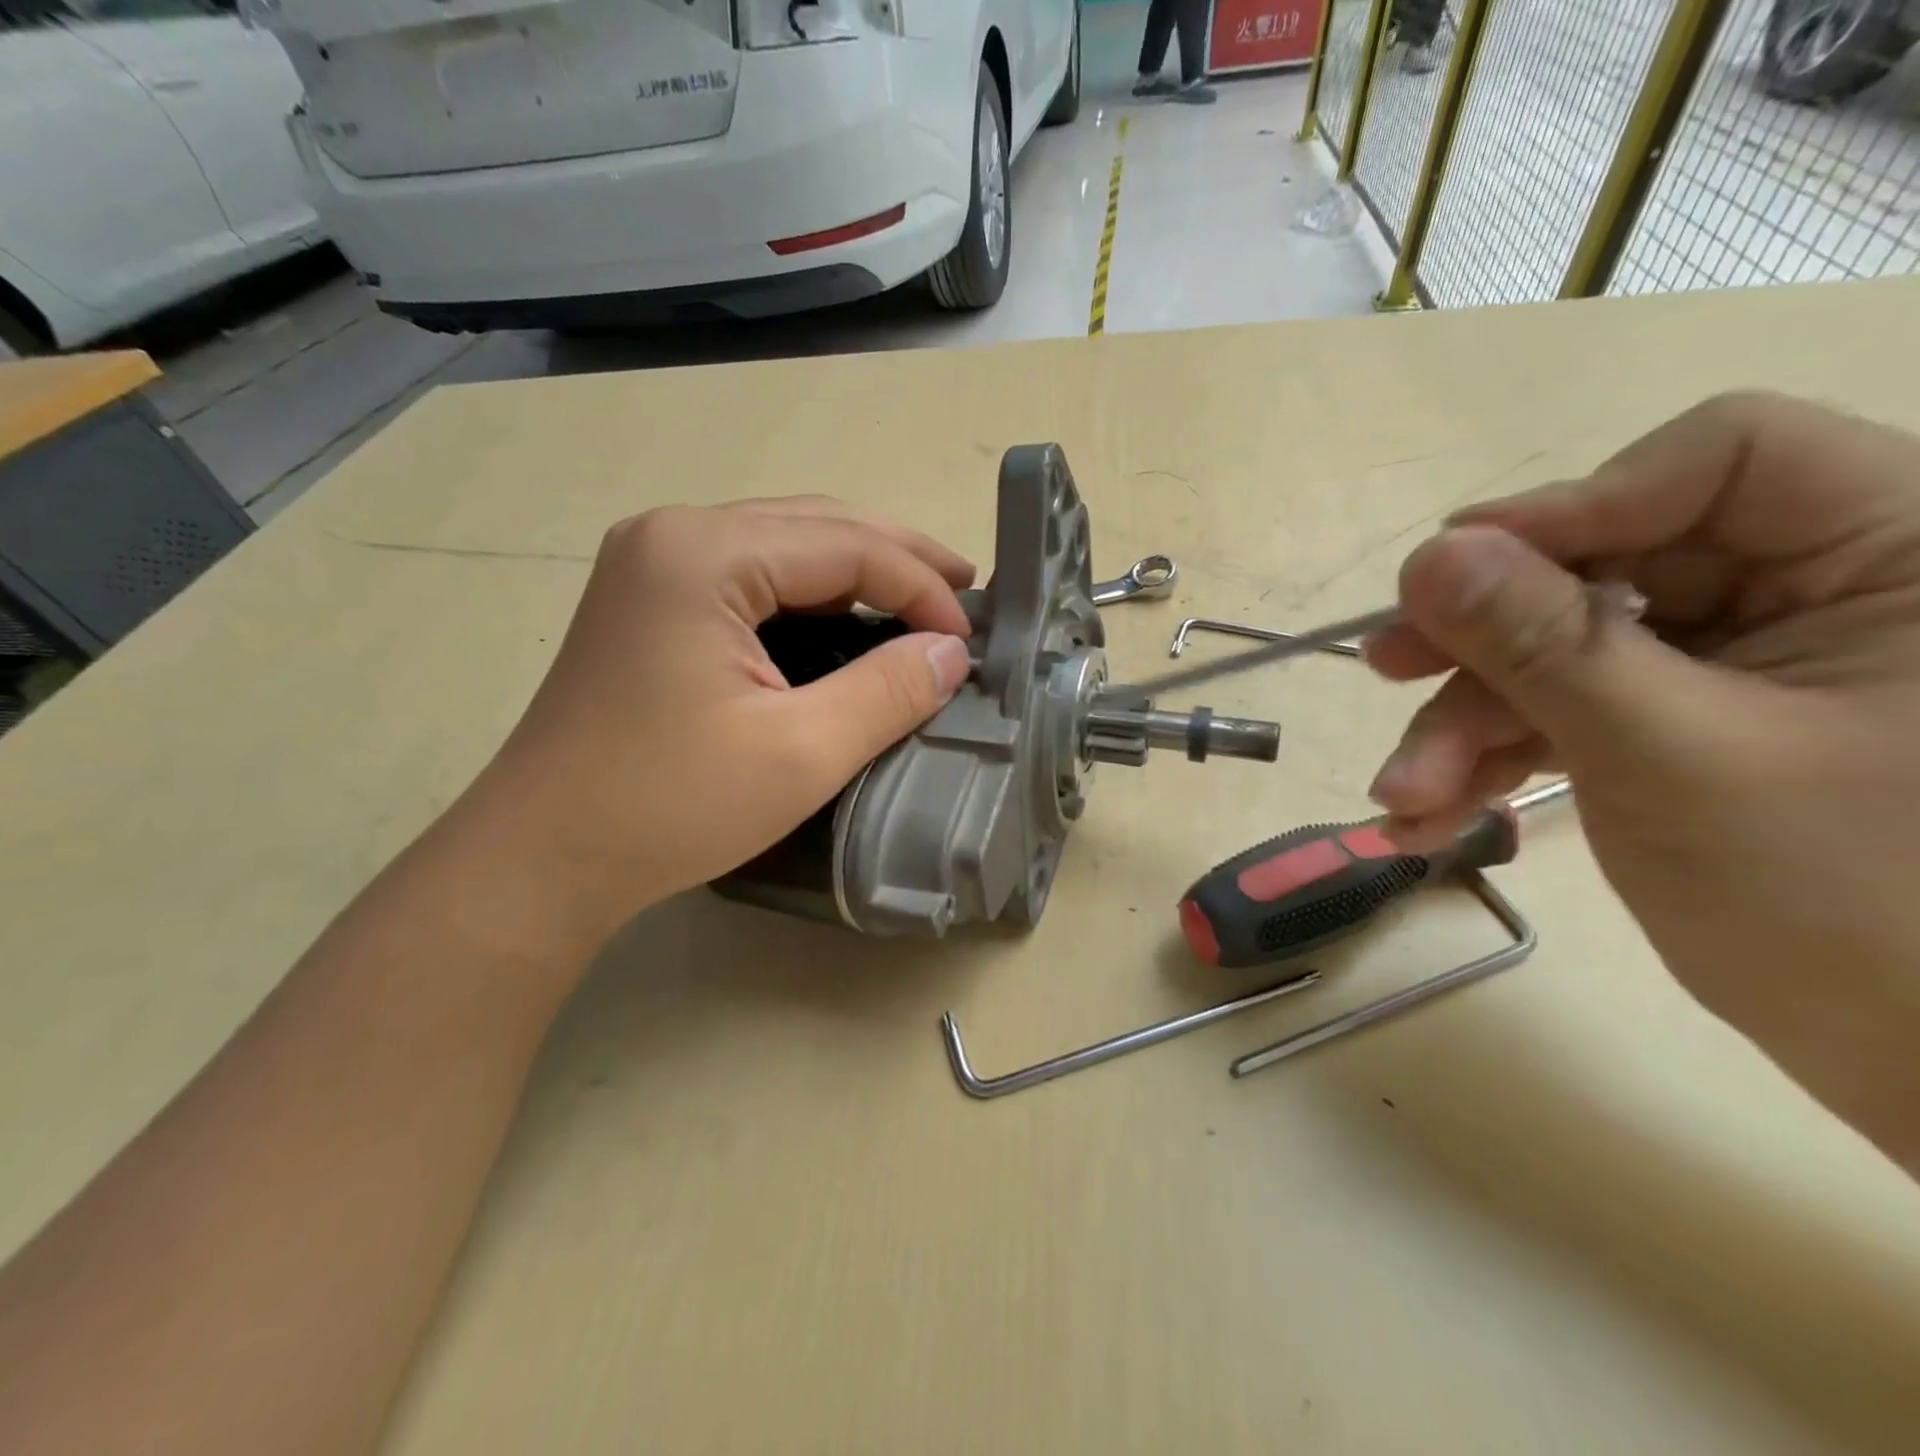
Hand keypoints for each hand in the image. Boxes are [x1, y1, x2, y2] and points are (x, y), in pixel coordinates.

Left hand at [464, 497, 975, 944]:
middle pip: (815, 525)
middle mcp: (674, 534)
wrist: (543, 858)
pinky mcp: (650, 600)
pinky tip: (848, 621)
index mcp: (703, 553)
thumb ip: (888, 691)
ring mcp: (654, 563)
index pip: (846, 545)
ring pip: (785, 544)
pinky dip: (812, 594)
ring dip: (856, 571)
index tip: (970, 641)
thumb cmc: (669, 807)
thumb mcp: (801, 753)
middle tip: (964, 594)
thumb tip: (952, 652)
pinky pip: (753, 575)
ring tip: (920, 603)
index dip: (921, 586)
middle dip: (897, 559)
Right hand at [1364, 393, 1919, 1167]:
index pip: (1716, 461)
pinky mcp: (1681, 727)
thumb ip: (1546, 646)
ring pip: (1561, 654)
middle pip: (1604, 570)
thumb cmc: (1860, 910)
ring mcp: (1737, 667)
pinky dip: (1491, 762)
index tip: (1451, 576)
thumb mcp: (1671, 758)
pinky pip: (1565, 714)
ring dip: (1467, 726)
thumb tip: (1429, 555)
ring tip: (1401, 800)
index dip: (1572, 509)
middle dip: (1484, 642)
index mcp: (1891, 555)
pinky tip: (1430, 818)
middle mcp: (1815, 592)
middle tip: (1386, 671)